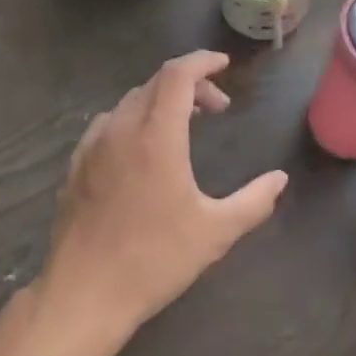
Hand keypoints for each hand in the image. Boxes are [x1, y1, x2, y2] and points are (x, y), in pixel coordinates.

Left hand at [39, 50, 287, 347]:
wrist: (84, 295)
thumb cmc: (155, 259)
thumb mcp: (215, 232)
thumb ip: (254, 201)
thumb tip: (280, 179)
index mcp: (156, 135)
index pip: (177, 74)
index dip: (202, 61)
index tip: (224, 64)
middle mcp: (121, 129)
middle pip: (156, 83)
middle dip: (190, 84)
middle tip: (217, 108)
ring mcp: (92, 146)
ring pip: (130, 102)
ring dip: (161, 102)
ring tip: (184, 125)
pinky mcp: (75, 165)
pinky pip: (108, 124)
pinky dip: (134, 120)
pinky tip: (143, 150)